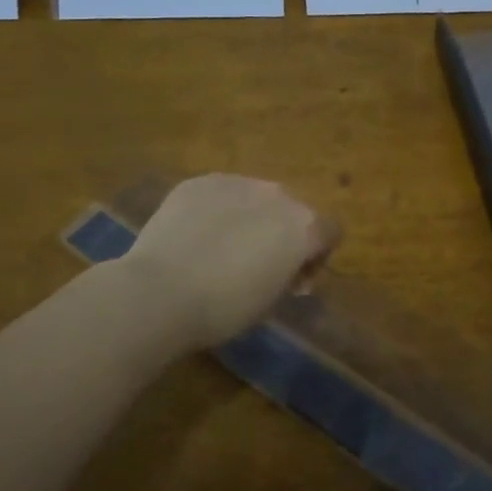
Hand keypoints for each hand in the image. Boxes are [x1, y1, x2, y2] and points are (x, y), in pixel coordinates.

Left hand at [124, 174, 338, 350]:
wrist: (160, 293)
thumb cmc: (225, 308)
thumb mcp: (272, 300)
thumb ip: (289, 274)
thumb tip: (285, 266)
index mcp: (303, 226)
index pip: (330, 230)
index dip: (317, 254)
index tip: (295, 279)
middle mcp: (277, 195)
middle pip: (293, 210)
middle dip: (283, 232)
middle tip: (258, 264)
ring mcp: (237, 182)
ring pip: (255, 197)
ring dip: (250, 217)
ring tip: (221, 247)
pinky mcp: (200, 182)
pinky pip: (220, 194)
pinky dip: (216, 211)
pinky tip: (194, 237)